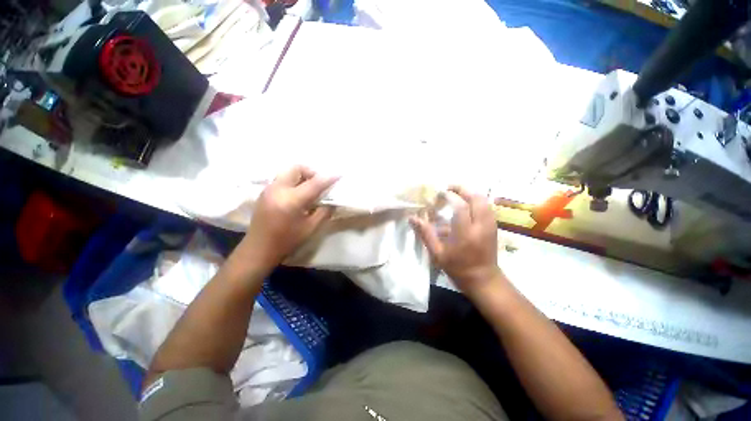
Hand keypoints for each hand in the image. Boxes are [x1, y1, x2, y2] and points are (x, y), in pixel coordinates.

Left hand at [238, 166, 337, 273]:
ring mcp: (269, 189)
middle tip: (319, 184)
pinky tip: (297, 195)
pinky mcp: (264, 192)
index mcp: (291, 201)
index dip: (328, 178)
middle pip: (296, 168)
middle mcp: (278, 190)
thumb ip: (324, 212)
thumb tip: (332, 201)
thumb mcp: (311, 228)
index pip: (314, 183)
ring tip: (309, 190)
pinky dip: (293, 182)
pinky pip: (282, 179)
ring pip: (288, 172)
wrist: (258, 250)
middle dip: (311, 172)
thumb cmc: (287, 241)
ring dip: (302, 176)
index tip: (339, 174)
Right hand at [410, 186, 503, 296]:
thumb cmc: (457, 268)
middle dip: (462, 189)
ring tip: (457, 193)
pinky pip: (488, 206)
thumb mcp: (437, 253)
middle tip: (449, 188)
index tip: (440, 193)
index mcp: (465, 233)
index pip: (460, 206)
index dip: (450, 196)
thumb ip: (425, 233)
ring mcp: (490, 225)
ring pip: (484, 200)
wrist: (483, 279)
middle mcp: (480, 226)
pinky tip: (468, 203)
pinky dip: (477, 200)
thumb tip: (412, 218)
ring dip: (471, 193)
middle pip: (476, 198)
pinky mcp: (494, 226)